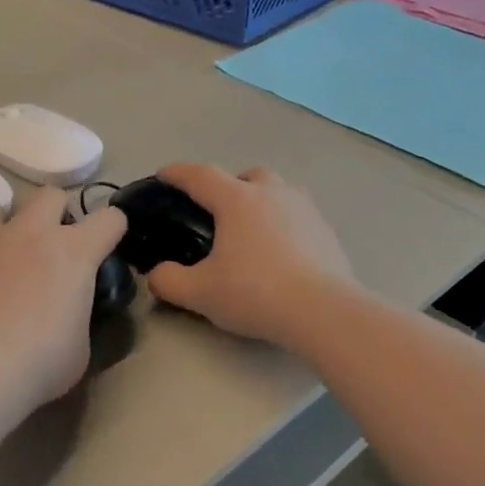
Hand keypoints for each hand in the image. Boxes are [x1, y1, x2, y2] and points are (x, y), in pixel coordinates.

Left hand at [0, 186, 125, 405]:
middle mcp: (32, 233)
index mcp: (74, 252)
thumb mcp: (79, 347)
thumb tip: (68, 317)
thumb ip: (77, 317)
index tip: (107, 247)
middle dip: (57, 213)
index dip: (113, 229)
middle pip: (51, 195)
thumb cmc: (39, 362)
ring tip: (5, 254)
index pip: (110, 219)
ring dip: (6, 224)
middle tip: (54, 247)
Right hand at [145, 165, 355, 346]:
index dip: (178, 173)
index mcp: (237, 200)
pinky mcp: (328, 230)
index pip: (200, 175)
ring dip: (262, 201)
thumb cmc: (256, 293)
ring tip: (252, 231)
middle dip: (229, 186)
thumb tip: (157, 275)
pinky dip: (285, 224)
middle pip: (247, 176)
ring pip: (279, 191)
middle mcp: (273, 193)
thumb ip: (169, 281)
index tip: (164, 175)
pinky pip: (299, 216)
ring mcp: (305, 209)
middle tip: (218, 213)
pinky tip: (281, 252)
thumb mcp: (200, 293)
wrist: (323, 311)